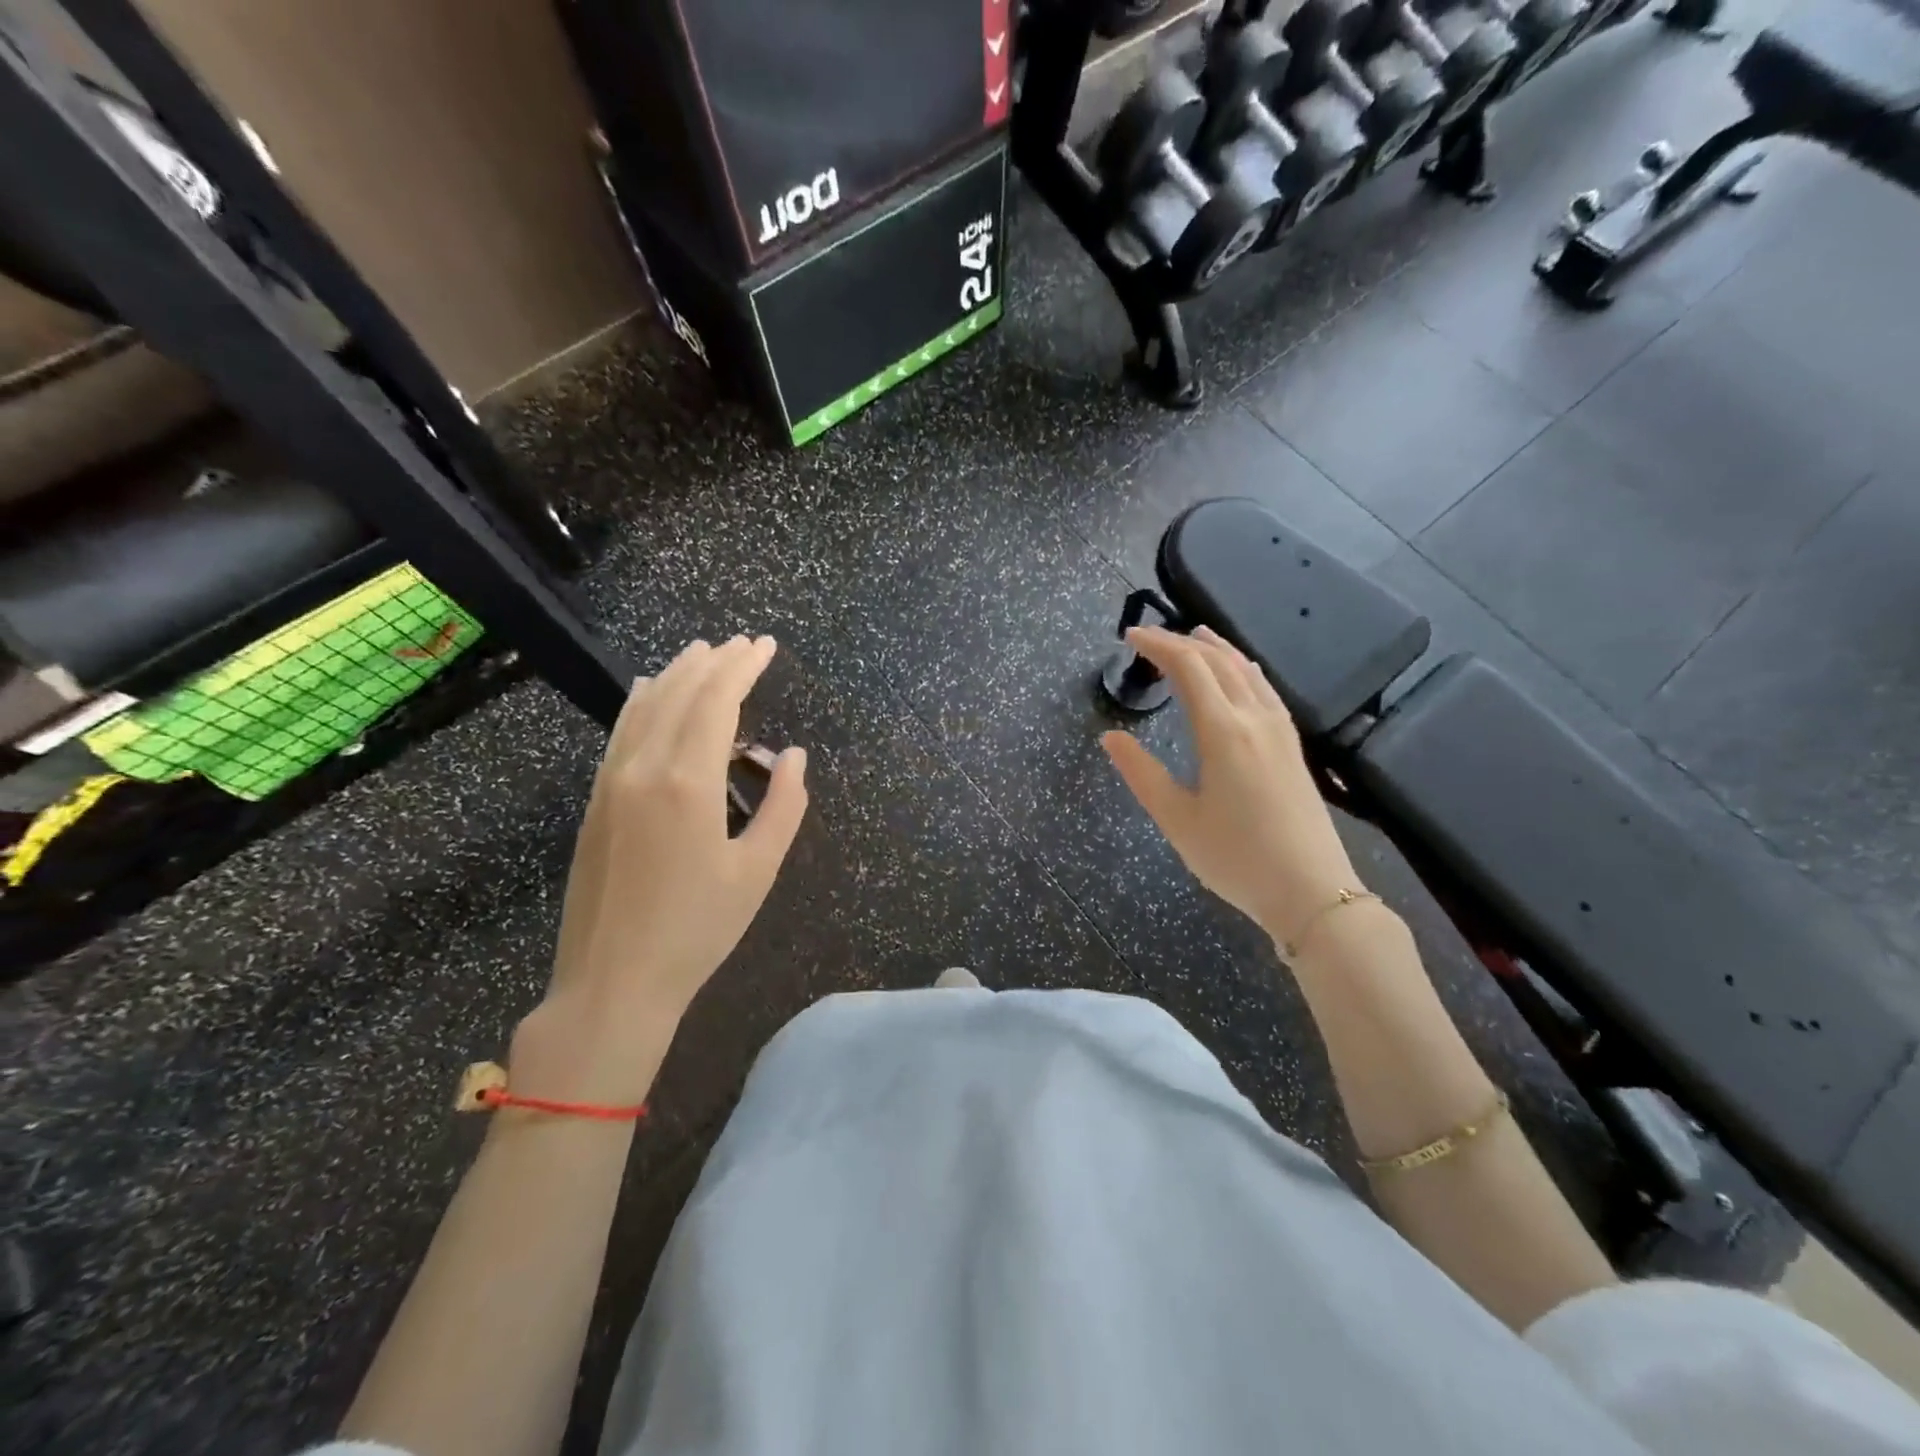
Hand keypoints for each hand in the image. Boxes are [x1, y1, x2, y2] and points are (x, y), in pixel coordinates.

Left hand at [510, 636, 807, 1103]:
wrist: (613, 981)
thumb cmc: (698, 930)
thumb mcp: (758, 871)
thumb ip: (783, 805)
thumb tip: (792, 755)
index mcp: (689, 782)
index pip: (718, 701)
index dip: (744, 667)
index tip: (765, 645)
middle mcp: (644, 767)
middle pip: (681, 693)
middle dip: (715, 662)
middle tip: (744, 644)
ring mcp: (611, 781)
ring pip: (645, 706)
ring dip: (678, 673)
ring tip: (704, 652)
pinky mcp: (596, 800)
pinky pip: (620, 731)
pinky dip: (641, 701)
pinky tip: (649, 690)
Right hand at [1102, 626, 1359, 947]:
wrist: (1310, 890)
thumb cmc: (1235, 857)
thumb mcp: (1176, 819)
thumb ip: (1141, 773)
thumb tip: (1110, 737)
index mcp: (1222, 731)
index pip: (1189, 667)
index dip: (1158, 645)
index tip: (1130, 636)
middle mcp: (1254, 718)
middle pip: (1218, 660)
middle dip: (1181, 641)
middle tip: (1149, 639)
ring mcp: (1280, 729)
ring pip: (1246, 669)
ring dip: (1216, 648)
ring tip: (1193, 637)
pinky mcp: (1293, 744)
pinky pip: (1264, 687)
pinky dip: (1242, 667)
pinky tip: (1239, 673)